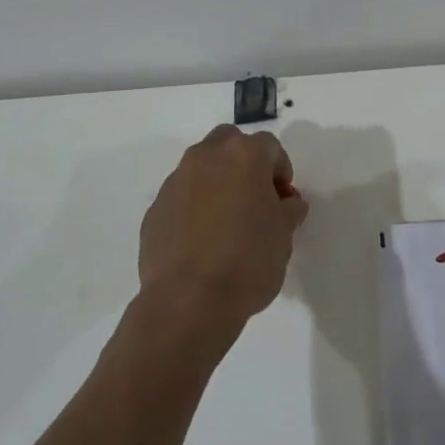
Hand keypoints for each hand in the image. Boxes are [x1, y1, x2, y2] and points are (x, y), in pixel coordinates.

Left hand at [136, 126, 308, 348]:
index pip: (269, 147)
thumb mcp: (284, 236)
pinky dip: (194, 207)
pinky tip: (202, 241)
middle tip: (255, 198)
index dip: (281, 170)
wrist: (189, 300)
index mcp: (243, 157)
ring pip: (201, 167)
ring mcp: (175, 182)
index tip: (284, 200)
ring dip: (217, 183)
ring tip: (227, 222)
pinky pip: (182, 196)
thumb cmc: (248, 261)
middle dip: (244, 163)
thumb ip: (288, 210)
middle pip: (229, 143)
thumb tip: (287, 204)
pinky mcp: (155, 208)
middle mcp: (205, 158)